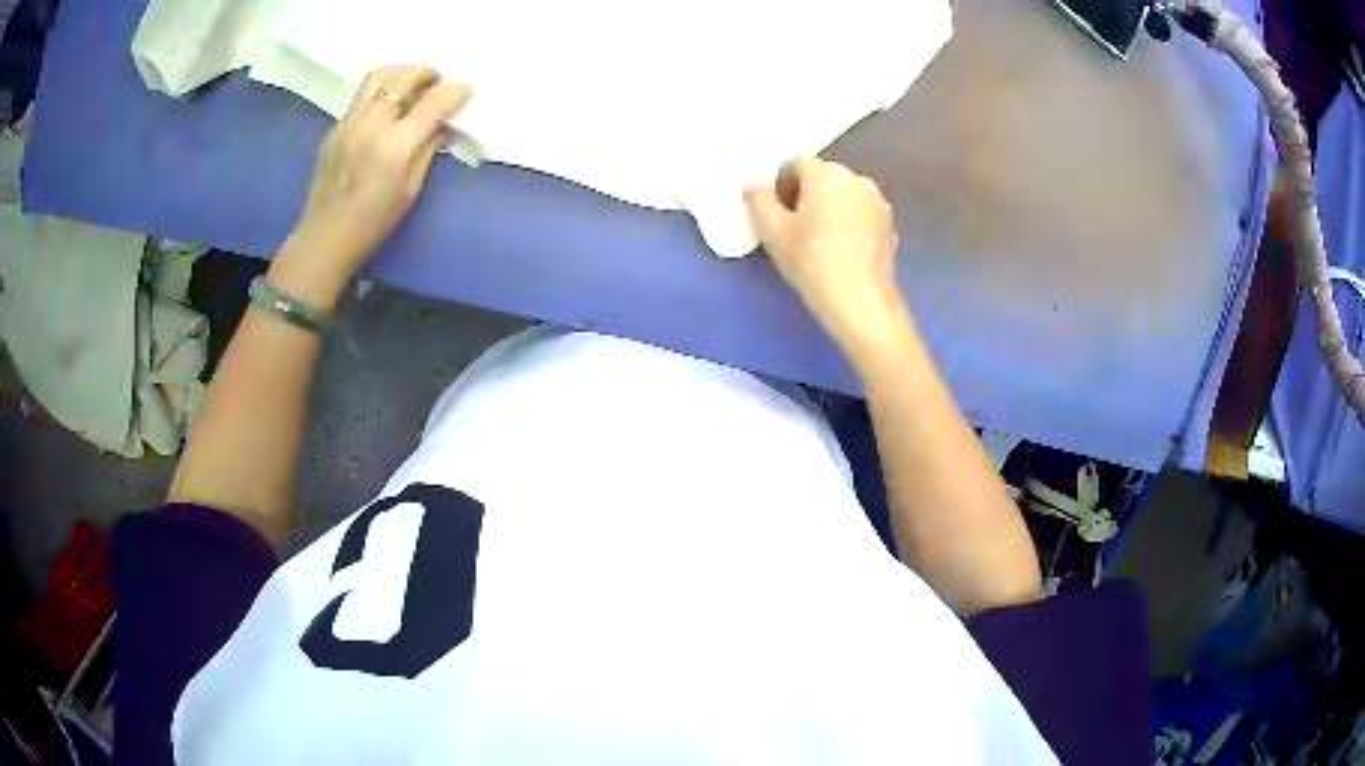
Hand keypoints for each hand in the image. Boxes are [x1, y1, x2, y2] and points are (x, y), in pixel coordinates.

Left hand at [275, 65, 471, 304]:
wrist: (324, 238)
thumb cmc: (373, 223)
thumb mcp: (410, 190)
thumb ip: (428, 151)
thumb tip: (443, 128)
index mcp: (395, 145)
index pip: (433, 103)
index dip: (455, 93)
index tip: (466, 91)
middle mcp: (371, 124)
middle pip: (404, 78)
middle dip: (427, 74)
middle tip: (438, 83)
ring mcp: (348, 123)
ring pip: (378, 77)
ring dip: (400, 74)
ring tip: (411, 86)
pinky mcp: (335, 128)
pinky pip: (361, 96)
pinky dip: (380, 92)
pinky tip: (386, 110)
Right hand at [744, 158, 904, 359]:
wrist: (860, 301)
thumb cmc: (812, 260)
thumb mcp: (773, 231)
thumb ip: (759, 201)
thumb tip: (752, 185)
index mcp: (828, 173)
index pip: (796, 164)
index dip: (780, 184)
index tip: (774, 212)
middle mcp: (858, 179)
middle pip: (823, 178)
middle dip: (805, 195)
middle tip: (793, 228)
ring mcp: (878, 203)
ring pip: (844, 197)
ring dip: (829, 209)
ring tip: (818, 241)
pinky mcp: (890, 227)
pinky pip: (861, 216)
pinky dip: (848, 225)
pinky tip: (840, 252)